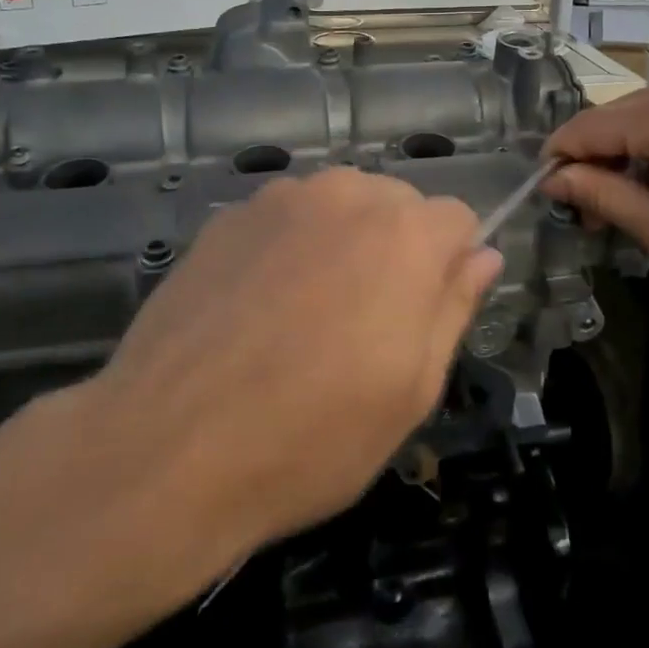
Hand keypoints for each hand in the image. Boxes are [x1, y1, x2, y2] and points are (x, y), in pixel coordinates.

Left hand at [73, 169, 500, 584]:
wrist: (164, 452)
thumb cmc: (311, 438)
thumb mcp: (412, 390)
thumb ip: (455, 307)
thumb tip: (483, 256)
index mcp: (405, 234)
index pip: (458, 218)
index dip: (451, 265)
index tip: (426, 314)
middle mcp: (346, 195)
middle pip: (398, 205)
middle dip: (398, 250)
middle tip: (366, 324)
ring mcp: (278, 200)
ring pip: (340, 205)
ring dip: (343, 243)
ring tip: (308, 315)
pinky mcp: (226, 218)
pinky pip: (284, 219)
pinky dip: (289, 247)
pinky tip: (257, 309)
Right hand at [542, 70, 648, 309]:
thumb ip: (602, 197)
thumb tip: (552, 180)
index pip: (583, 129)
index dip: (558, 165)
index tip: (552, 206)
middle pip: (608, 120)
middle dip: (591, 165)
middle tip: (591, 220)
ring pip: (635, 119)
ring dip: (620, 160)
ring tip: (626, 210)